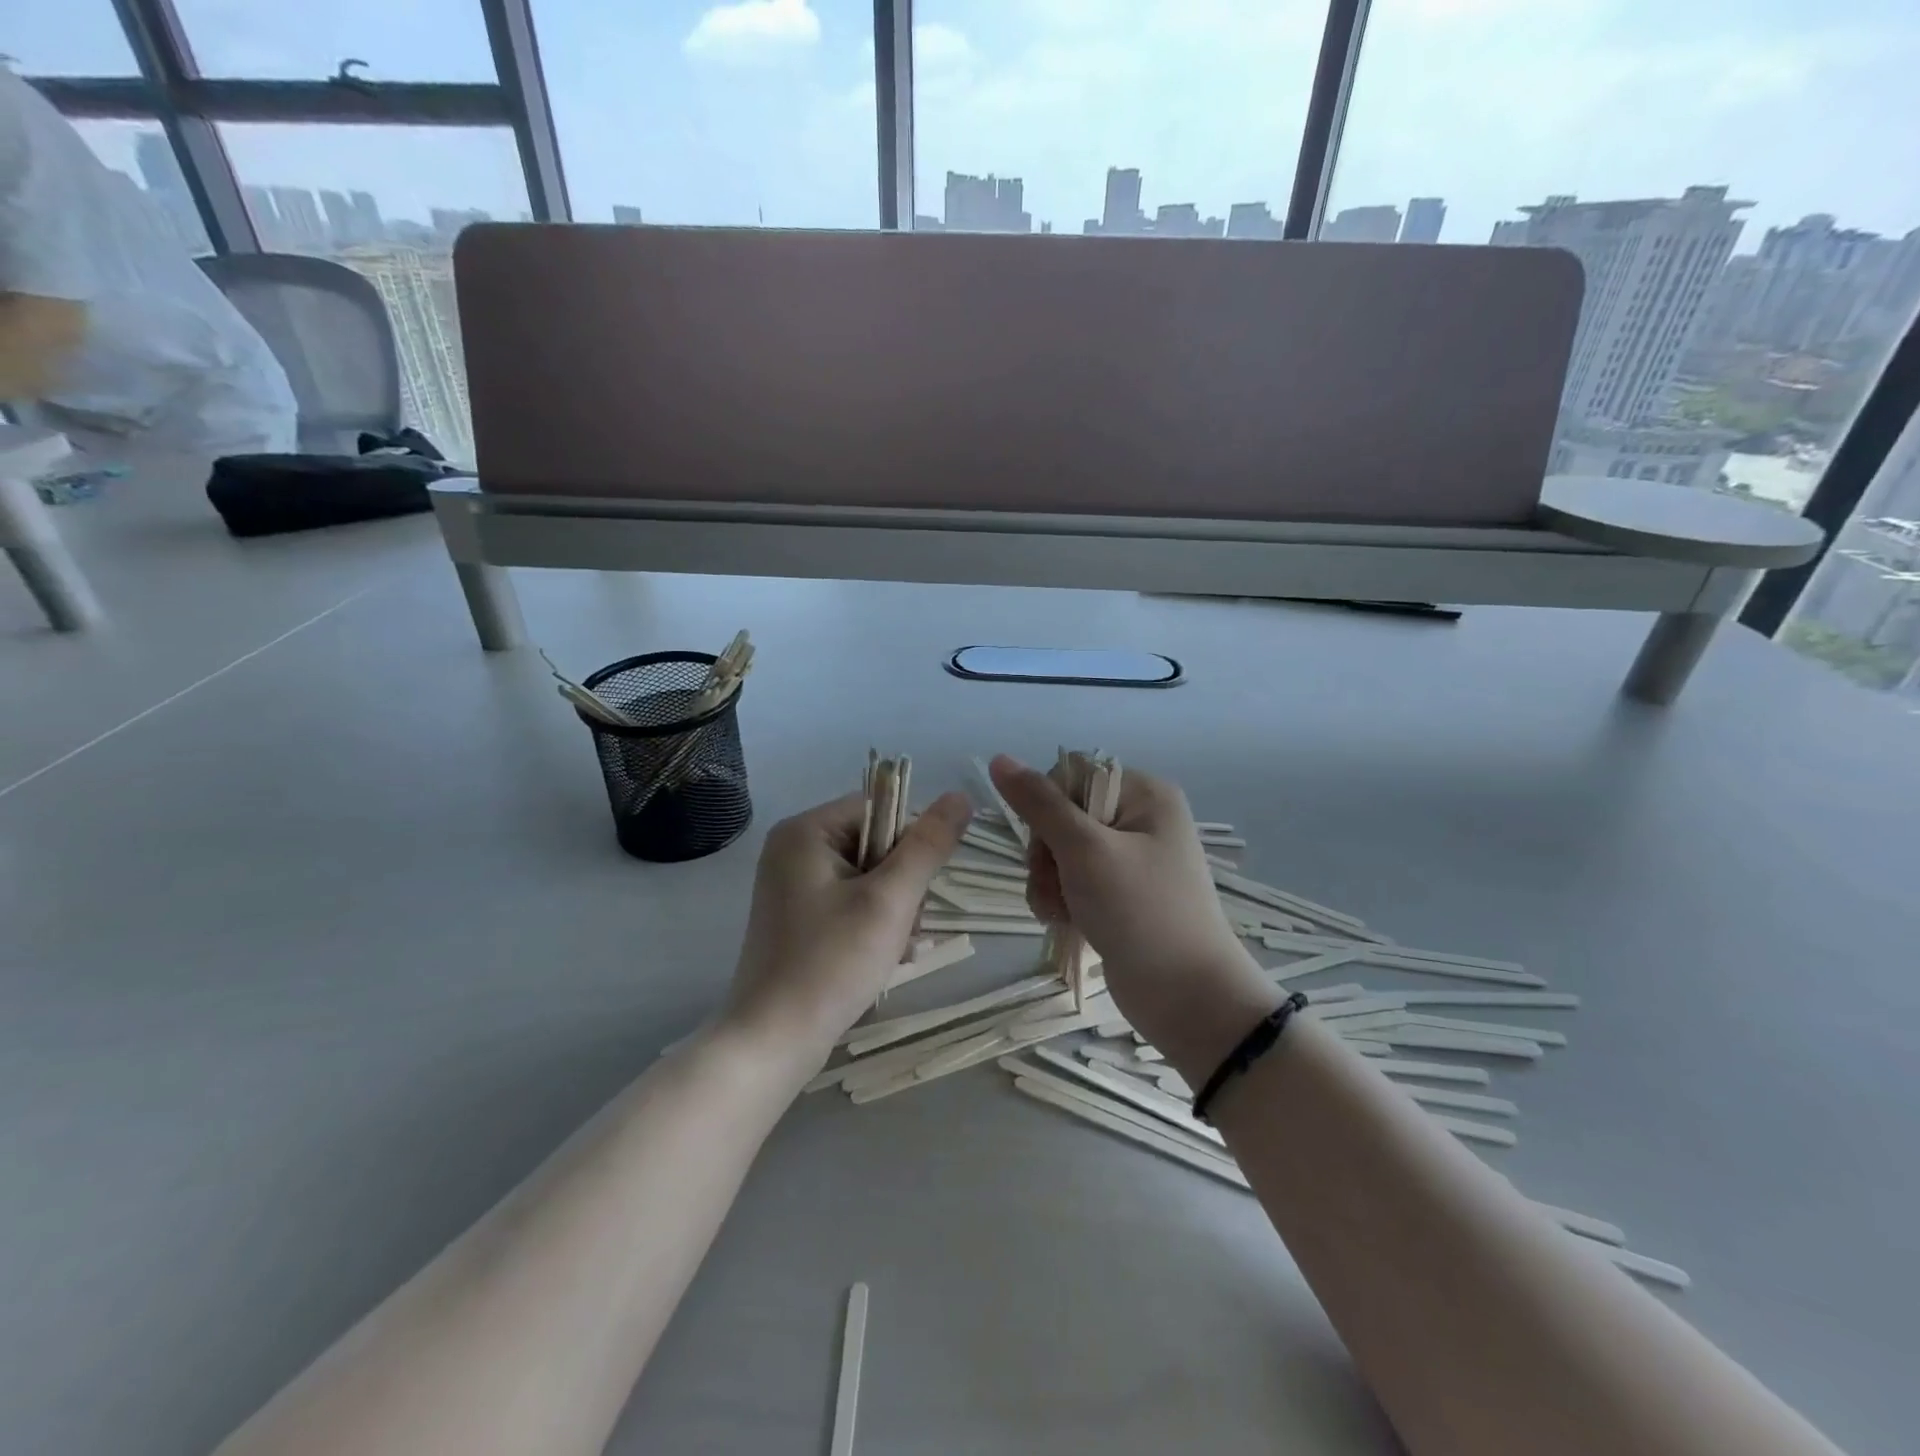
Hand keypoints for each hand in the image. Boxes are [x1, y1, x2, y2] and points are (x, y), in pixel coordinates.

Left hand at [723, 789, 972, 1071]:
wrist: (772, 1041)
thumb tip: (961, 796)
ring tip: (896, 949)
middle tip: (905, 928)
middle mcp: (794, 850)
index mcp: (806, 831)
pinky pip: (851, 903)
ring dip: (894, 910)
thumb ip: (928, 845)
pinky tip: (885, 958)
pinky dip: (874, 925)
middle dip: (903, 886)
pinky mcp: (799, 918)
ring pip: (869, 878)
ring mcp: (793, 886)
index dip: (911, 844)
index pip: (880, 809)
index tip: (919, 889)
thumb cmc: (831, 962)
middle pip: (876, 844)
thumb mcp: (889, 900)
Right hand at [989, 755, 1278, 1079]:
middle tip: (1056, 886)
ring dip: (1048, 883)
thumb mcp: (1085, 851)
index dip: (1047, 809)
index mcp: (1143, 794)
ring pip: (1060, 853)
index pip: (1069, 776)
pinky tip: (1065, 923)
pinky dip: (1061, 901)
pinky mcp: (1120, 895)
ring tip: (1060, 913)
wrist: (1188, 998)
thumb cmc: (1140, 912)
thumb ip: (1039, 804)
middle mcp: (1138, 819)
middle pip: (1060, 816)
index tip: (1049, 845)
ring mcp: (1129, 860)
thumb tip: (999, 759)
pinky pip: (1073, 882)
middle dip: (1046, 855)